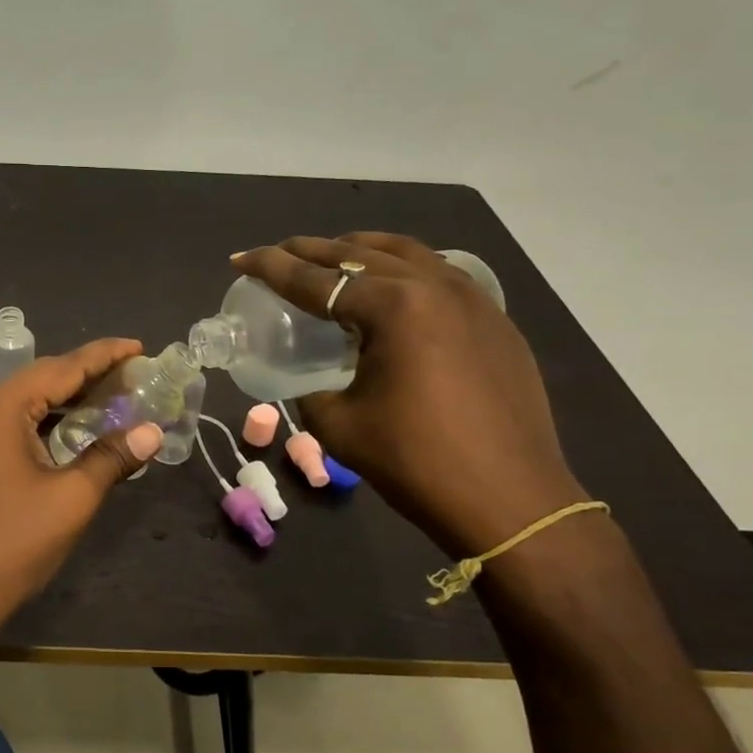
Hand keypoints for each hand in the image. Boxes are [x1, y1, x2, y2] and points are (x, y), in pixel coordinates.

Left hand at [0, 339, 164, 619]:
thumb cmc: (12, 545)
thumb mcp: (71, 499)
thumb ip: (112, 457)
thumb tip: (151, 432)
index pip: (61, 368)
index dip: (104, 356)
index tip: (138, 346)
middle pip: (40, 381)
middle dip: (87, 377)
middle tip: (132, 376)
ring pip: (23, 403)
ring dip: (64, 402)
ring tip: (110, 400)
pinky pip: (7, 424)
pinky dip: (41, 423)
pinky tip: (70, 431)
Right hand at [232, 234, 585, 556]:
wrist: (510, 501)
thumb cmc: (416, 462)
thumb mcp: (339, 426)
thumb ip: (310, 390)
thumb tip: (308, 378)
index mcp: (394, 308)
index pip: (317, 279)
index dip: (272, 267)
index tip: (241, 258)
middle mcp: (435, 287)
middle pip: (361, 253)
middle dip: (314, 250)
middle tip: (281, 254)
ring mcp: (474, 300)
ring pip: (408, 254)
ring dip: (363, 250)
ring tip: (334, 257)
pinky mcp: (496, 322)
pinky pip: (441, 276)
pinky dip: (404, 271)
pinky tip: (393, 289)